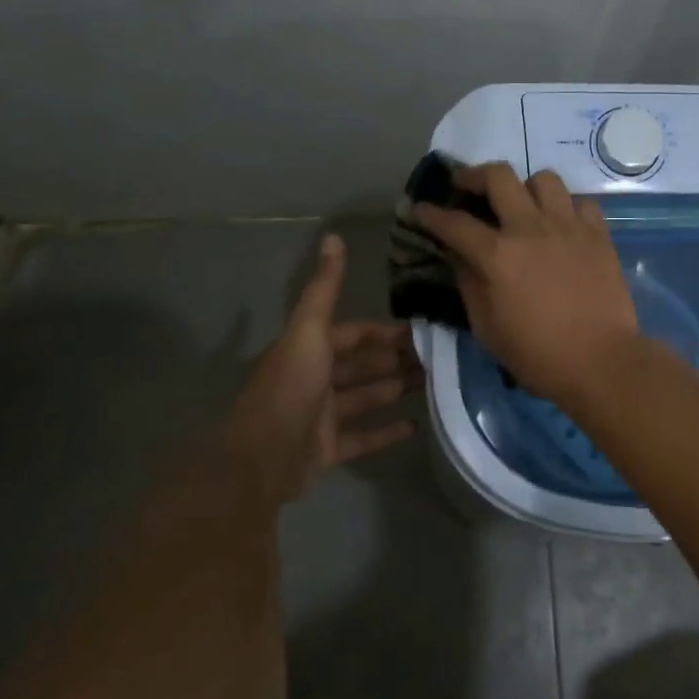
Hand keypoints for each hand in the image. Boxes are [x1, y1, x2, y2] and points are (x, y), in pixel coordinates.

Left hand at [221, 235, 420, 512]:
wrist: (260, 461)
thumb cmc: (289, 390)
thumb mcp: (308, 332)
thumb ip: (324, 289)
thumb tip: (333, 237)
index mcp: (308, 350)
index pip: (353, 334)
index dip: (383, 332)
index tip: (421, 330)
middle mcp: (314, 379)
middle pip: (361, 365)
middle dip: (396, 359)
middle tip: (438, 358)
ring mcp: (321, 417)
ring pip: (365, 397)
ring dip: (394, 389)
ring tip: (434, 385)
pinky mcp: (327, 450)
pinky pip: (362, 437)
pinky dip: (386, 431)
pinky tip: (416, 427)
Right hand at [414, 163, 638, 407]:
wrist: (601, 362)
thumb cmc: (537, 354)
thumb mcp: (487, 328)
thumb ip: (469, 284)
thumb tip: (458, 256)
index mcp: (497, 255)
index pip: (453, 222)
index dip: (429, 214)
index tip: (418, 209)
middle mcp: (531, 228)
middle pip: (498, 176)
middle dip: (474, 176)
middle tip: (466, 186)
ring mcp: (568, 226)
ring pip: (543, 179)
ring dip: (525, 187)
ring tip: (521, 205)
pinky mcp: (598, 234)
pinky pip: (581, 202)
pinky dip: (566, 207)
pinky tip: (561, 225)